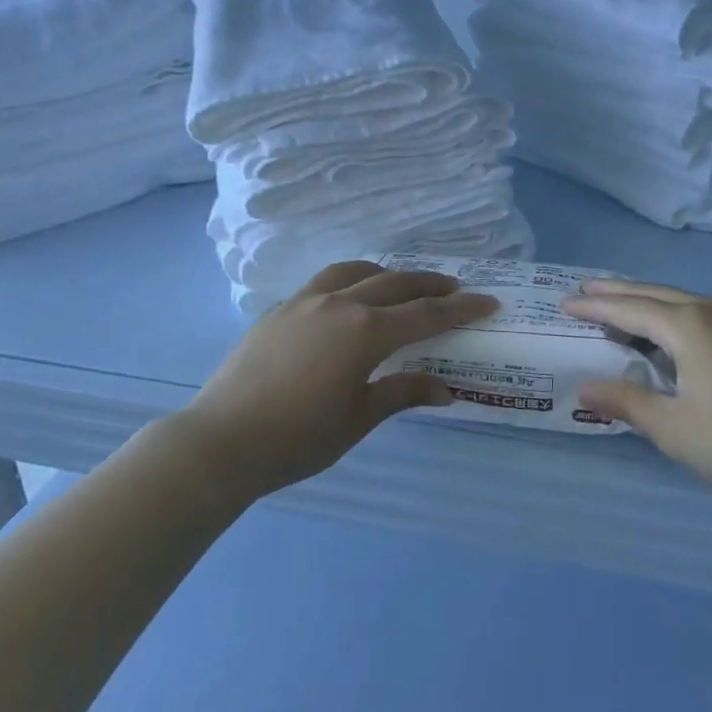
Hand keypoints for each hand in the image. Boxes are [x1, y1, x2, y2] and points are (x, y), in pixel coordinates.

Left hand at [177, 260, 496, 500]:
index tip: (489, 302)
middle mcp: (339, 304)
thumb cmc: (298, 438)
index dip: (461, 308)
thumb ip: (403, 393)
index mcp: (365, 332)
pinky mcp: (279, 310)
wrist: (221, 441)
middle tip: (455, 289)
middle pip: (395, 283)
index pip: (425, 314)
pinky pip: (324, 282)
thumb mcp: (358, 419)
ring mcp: (304, 302)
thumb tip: (446, 390)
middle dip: (430, 285)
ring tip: (400, 286)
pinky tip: (348, 302)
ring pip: (355, 271)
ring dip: (386, 275)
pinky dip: (349, 282)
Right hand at [566, 281, 711, 505]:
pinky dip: (672, 315)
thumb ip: (627, 404)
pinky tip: (673, 332)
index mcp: (686, 326)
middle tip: (585, 290)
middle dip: (617, 292)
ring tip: (622, 306)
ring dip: (646, 301)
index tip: (566, 303)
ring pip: (680, 300)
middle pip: (653, 294)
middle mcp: (711, 311)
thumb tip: (585, 387)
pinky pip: (701, 313)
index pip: (628, 310)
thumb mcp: (675, 429)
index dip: (595, 308)